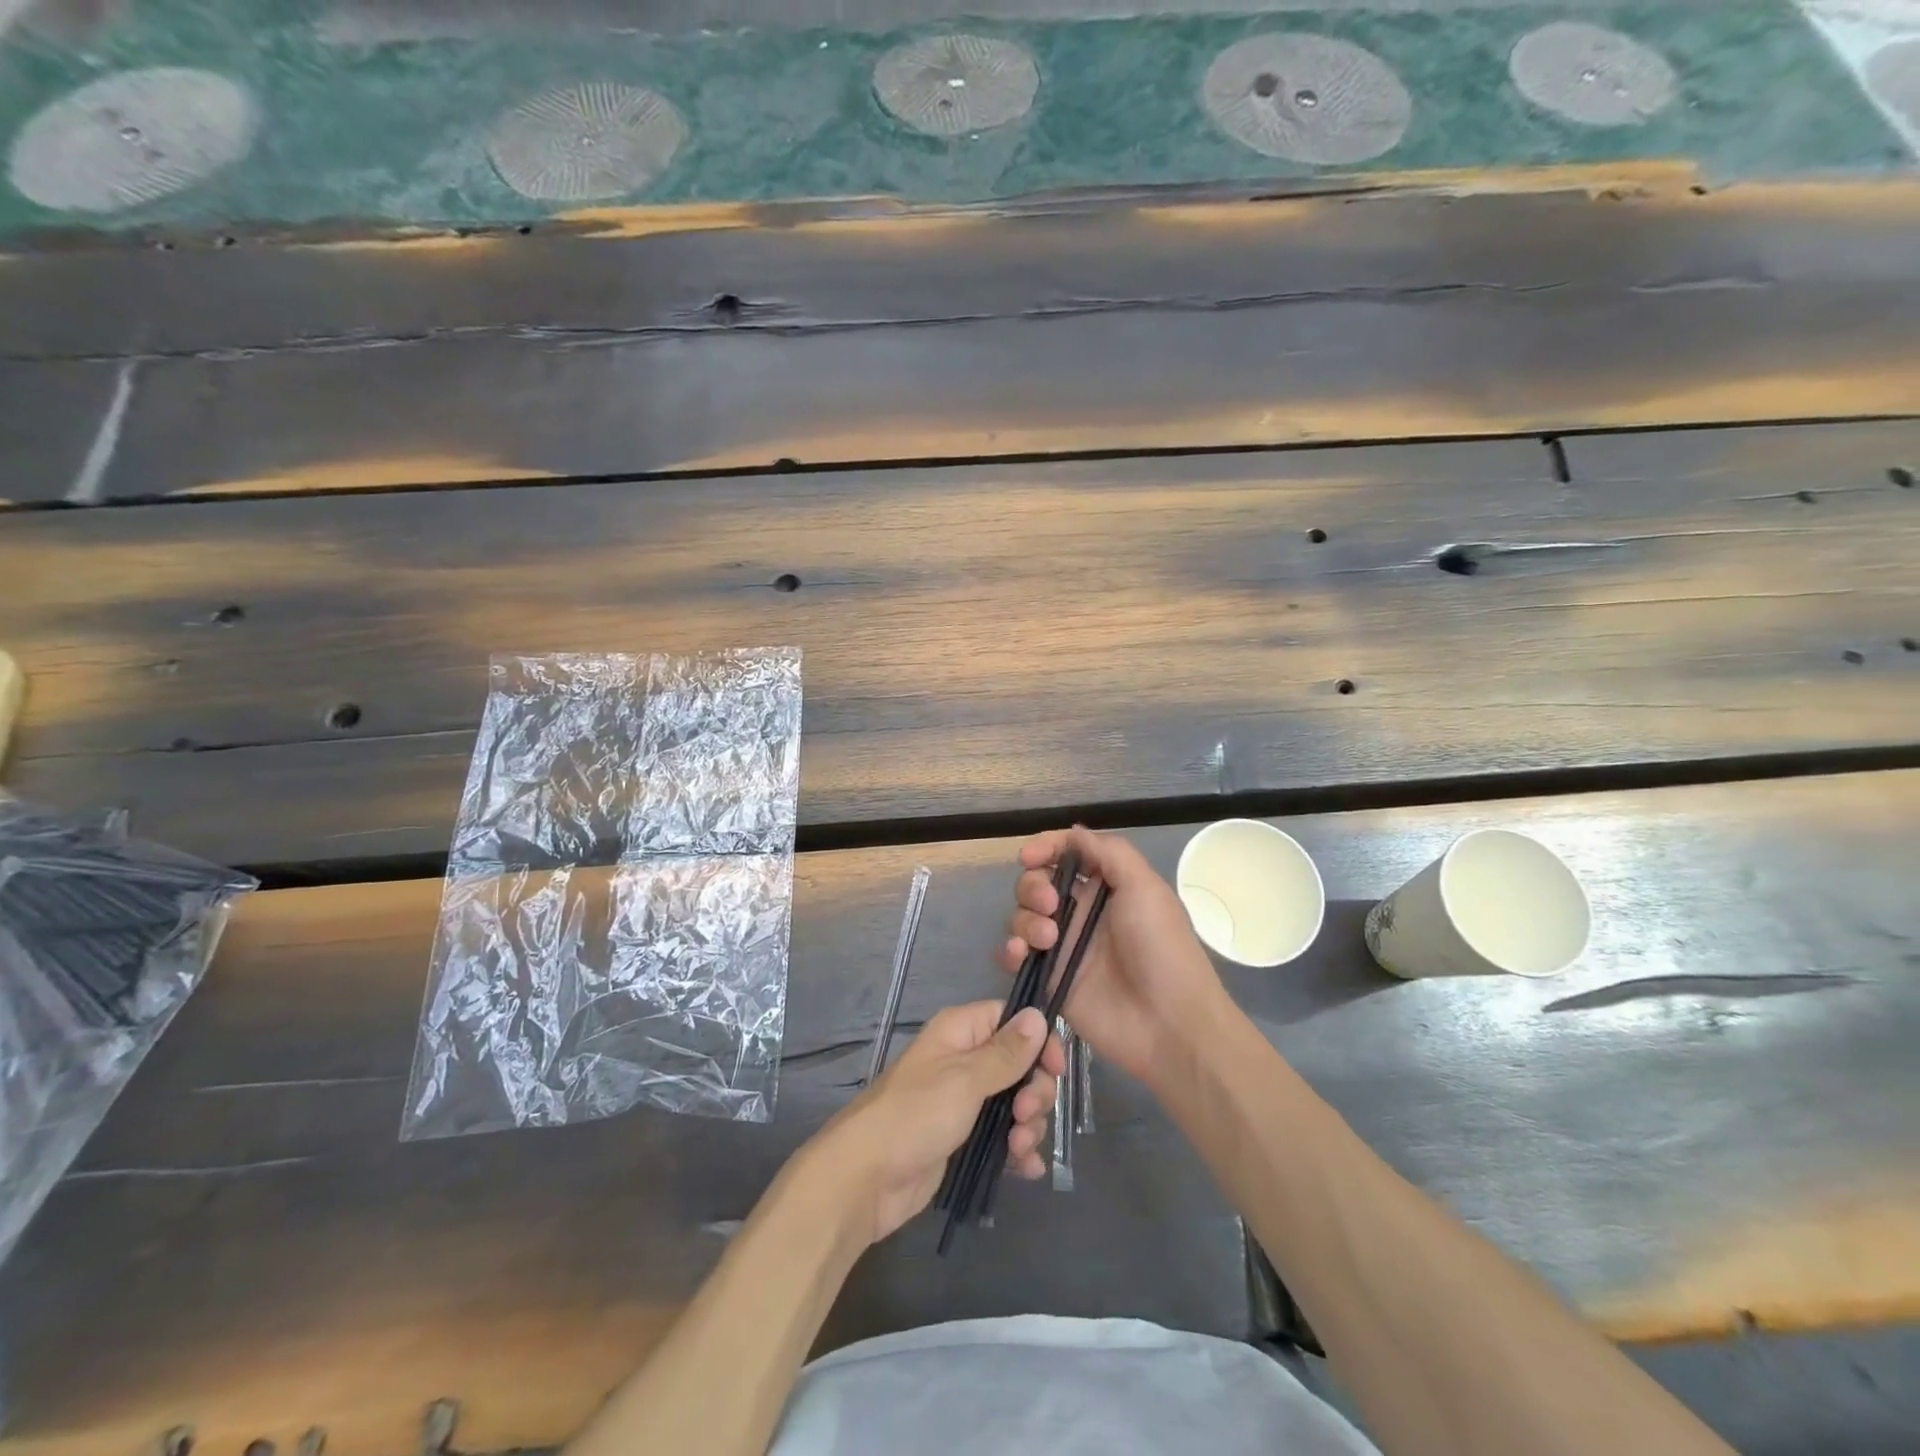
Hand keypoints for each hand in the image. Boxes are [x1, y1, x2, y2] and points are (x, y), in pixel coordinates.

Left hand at [811, 1002, 1063, 1245]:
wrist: (866, 1178)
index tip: (1056, 1069)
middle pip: (1020, 1065)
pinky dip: (1018, 1151)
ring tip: (1019, 1148)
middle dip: (1034, 1091)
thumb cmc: (916, 1114)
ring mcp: (964, 1102)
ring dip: (1027, 1125)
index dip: (1038, 1041)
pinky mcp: (963, 1139)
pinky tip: (1026, 1169)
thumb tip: (1038, 1013)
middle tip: (1026, 1115)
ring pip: (1015, 1103)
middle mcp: (964, 1060)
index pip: (1011, 1020)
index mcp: (960, 1032)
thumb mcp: (965, 1079)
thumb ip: (1006, 1052)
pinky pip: (1003, 1137)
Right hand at [998, 826, 1229, 1087]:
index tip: (1029, 855)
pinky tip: (1020, 954)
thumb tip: (1074, 833)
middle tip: (1051, 905)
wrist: (1168, 1023)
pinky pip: (1014, 955)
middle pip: (1036, 883)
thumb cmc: (1161, 948)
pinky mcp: (1049, 978)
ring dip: (1025, 919)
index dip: (1044, 848)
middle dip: (1033, 886)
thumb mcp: (1145, 887)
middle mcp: (1080, 912)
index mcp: (1105, 887)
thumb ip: (1108, 853)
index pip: (1065, 855)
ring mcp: (1062, 946)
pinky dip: (1009, 950)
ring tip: (1048, 940)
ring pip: (1021, 916)